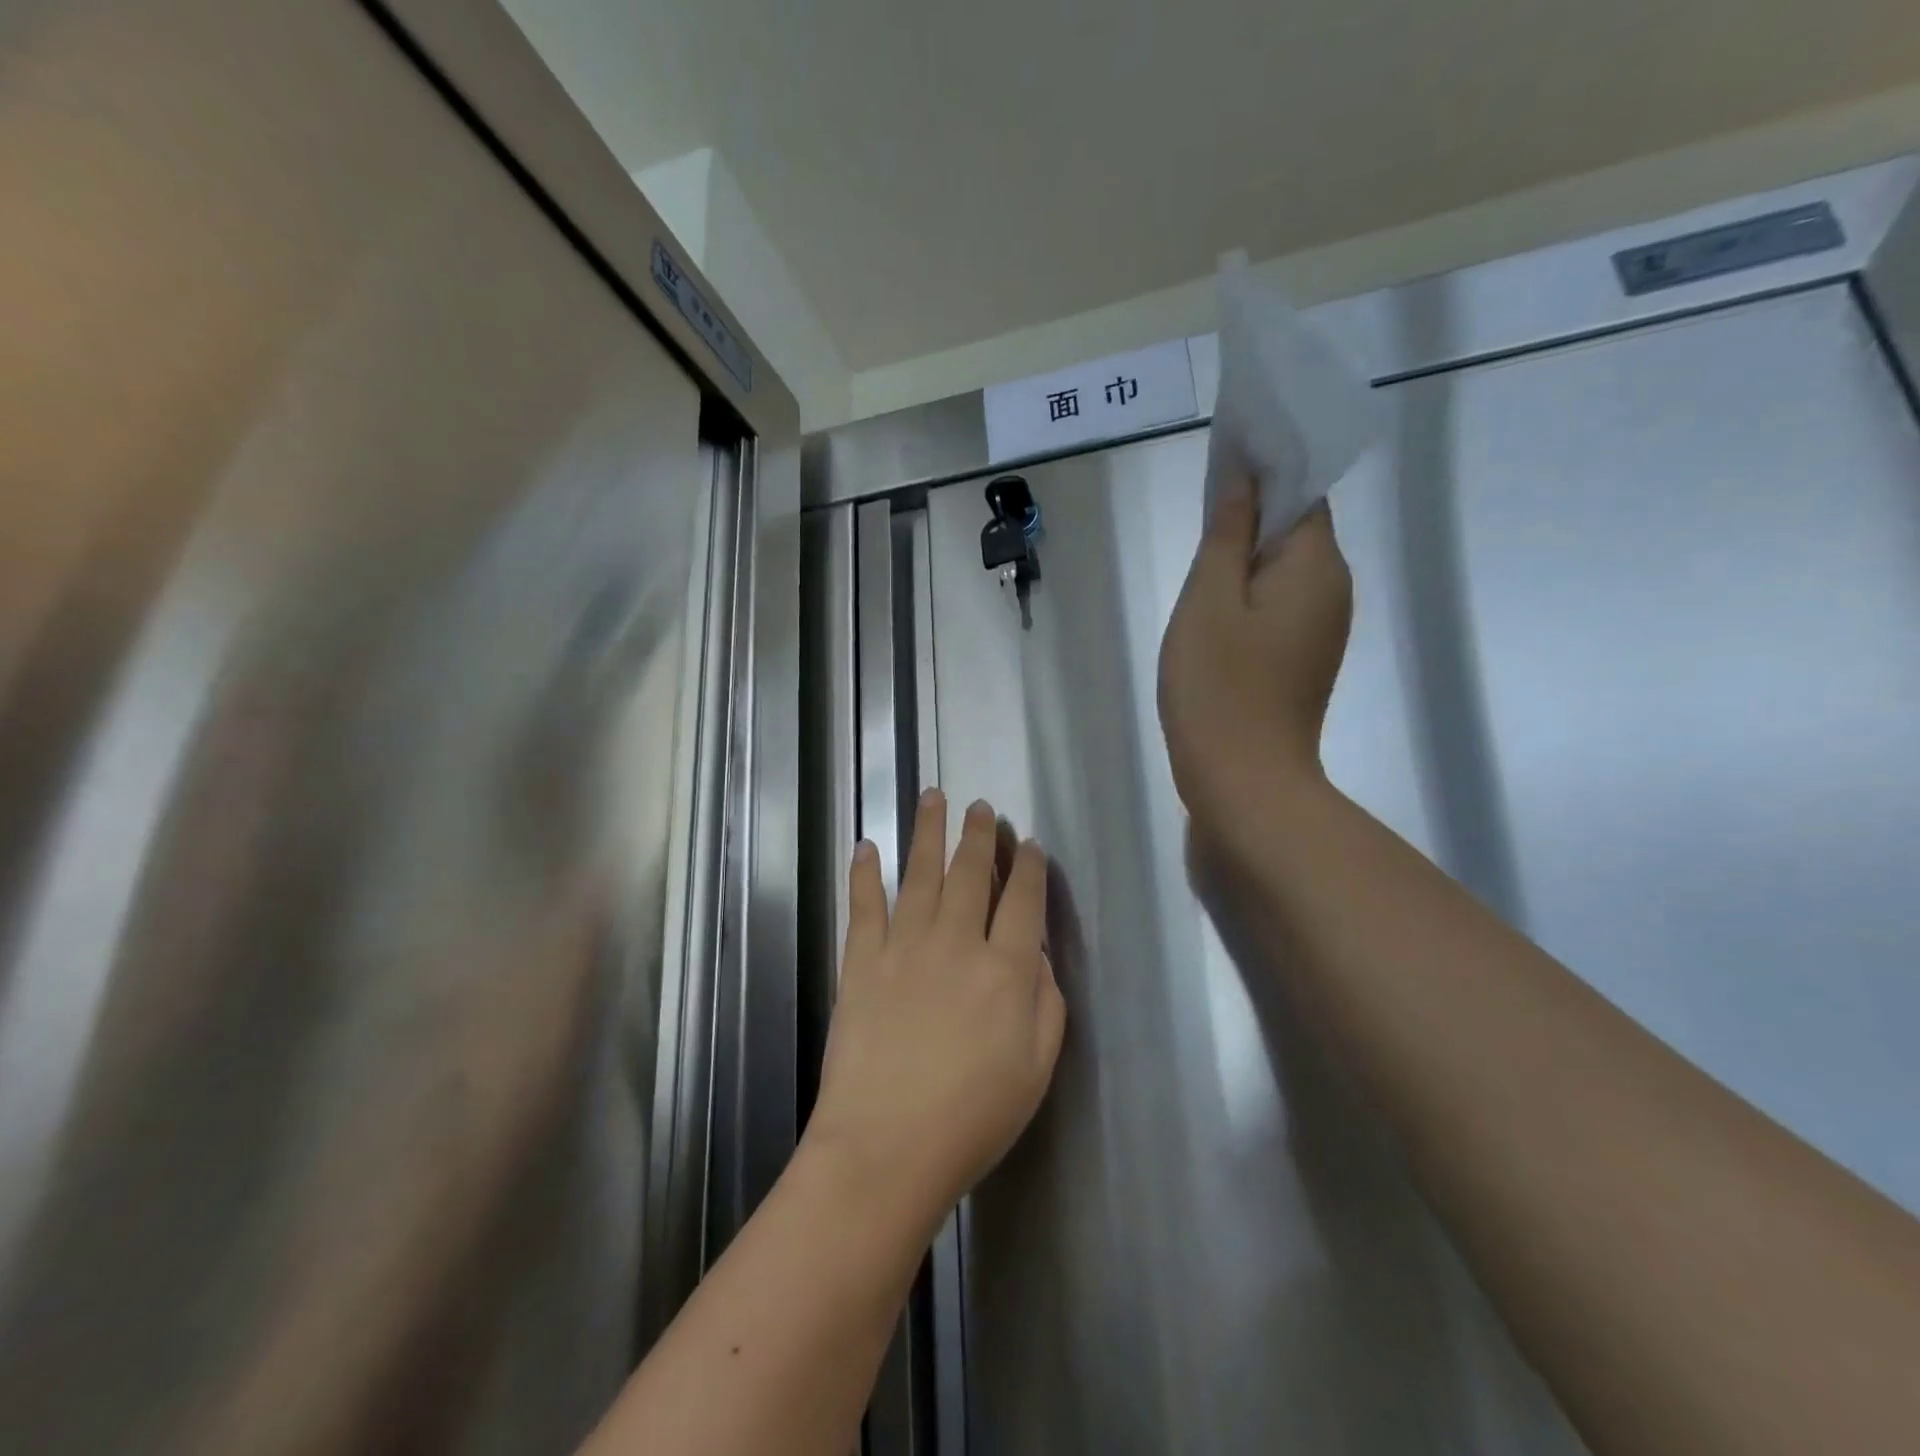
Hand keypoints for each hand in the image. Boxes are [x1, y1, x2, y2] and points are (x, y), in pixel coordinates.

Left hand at [803, 792, 1065, 1228]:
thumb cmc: (972, 1118)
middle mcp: (957, 942)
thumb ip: (1045, 1002)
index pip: (1023, 901)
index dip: (1030, 868)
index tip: (1030, 844)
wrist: (886, 1146)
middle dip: (979, 835)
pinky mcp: (861, 961)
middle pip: (971, 874)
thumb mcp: (1037, 1068)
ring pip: (920, 874)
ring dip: (927, 832)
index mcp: (1005, 969)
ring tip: (933, 797)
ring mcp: (904, 947)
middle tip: (982, 806)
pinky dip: (865, 873)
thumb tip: (1035, 954)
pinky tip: (867, 846)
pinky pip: (864, 905)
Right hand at [1157, 482, 1352, 840]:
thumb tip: (1245, 474)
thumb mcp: (1209, 600)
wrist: (1244, 782)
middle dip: (1252, 514)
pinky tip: (1214, 614)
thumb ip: (1228, 532)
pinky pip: (1280, 606)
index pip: (1302, 490)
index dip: (1266, 467)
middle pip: (1297, 528)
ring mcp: (1323, 628)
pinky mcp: (1304, 658)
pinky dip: (1250, 595)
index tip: (1221, 461)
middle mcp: (1334, 589)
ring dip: (1246, 558)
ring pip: (1284, 570)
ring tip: (1198, 569)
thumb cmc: (1218, 687)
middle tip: (1197, 520)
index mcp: (1317, 565)